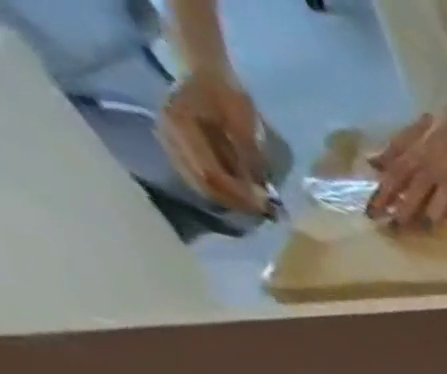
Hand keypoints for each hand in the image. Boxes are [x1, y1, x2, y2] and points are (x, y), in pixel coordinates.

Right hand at [159, 69, 269, 213]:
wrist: (207, 75)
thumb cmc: (228, 96)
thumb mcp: (244, 125)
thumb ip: (250, 159)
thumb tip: (263, 193)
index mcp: (180, 124)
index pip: (210, 173)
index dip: (238, 194)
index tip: (264, 206)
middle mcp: (168, 134)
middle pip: (202, 183)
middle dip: (235, 201)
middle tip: (263, 211)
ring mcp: (168, 142)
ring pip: (198, 184)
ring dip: (228, 200)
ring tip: (254, 206)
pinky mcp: (175, 148)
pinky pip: (196, 178)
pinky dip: (220, 191)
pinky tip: (240, 196)